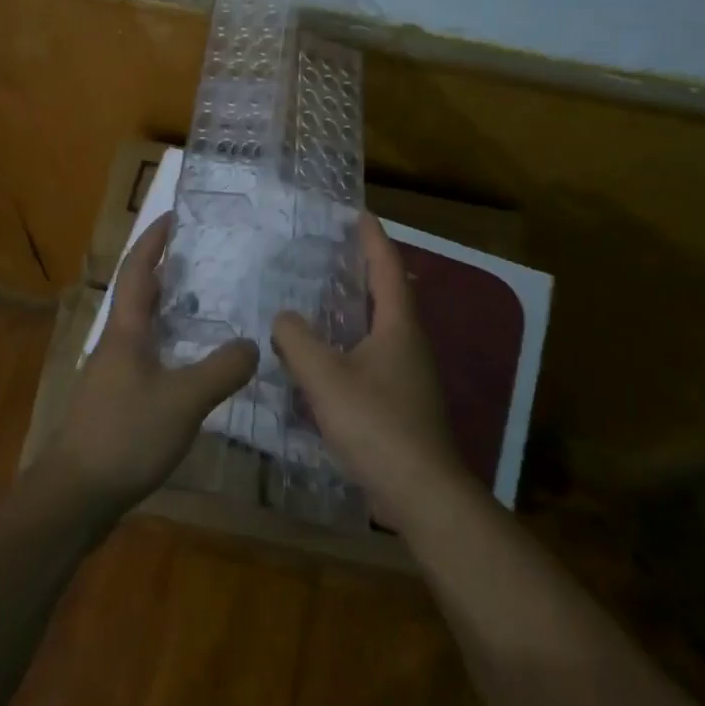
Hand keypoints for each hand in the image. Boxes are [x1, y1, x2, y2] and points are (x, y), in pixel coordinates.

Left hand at [37, 212, 259, 518]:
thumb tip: (255, 344)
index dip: (154, 239)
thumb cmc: (125, 435)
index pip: (137, 269)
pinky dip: (172, 345)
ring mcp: (113, 373)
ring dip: (171, 309)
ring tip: (209, 304)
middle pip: (140, 294)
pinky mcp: (116, 400)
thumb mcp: (183, 399)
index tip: (174, 215)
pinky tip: (194, 364)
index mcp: (126, 330)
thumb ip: (222, 369)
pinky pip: (149, 357)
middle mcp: (116, 343)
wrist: (75, 494)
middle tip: (206, 258)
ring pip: (145, 327)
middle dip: (168, 270)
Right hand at [271, 213, 464, 526]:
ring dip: (356, 307)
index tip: (358, 213)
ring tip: (321, 297)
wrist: (421, 492)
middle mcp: (409, 342)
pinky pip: (373, 355)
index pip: (386, 267)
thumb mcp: (325, 377)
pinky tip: (325, 356)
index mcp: (397, 325)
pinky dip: (350, 342)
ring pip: (380, 326)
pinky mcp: (402, 400)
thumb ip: (297, 341)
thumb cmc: (376, 424)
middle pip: (387, 293)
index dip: (372, 238)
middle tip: (331, 251)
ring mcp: (409, 373)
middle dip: (363, 268)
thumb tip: (283, 317)